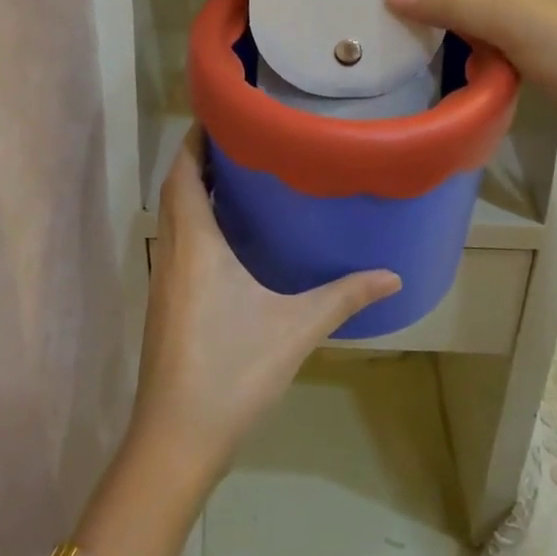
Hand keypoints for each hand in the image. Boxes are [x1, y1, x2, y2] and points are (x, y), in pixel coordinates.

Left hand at [128, 130, 399, 486]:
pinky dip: (195, 224)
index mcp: (194, 243)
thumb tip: (393, 276)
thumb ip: (343, 297)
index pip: (182, 173)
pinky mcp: (165, 305)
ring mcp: (163, 281)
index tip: (221, 116)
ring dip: (194, 193)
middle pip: (174, 190)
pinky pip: (176, 245)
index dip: (194, 140)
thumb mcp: (295, 329)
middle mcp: (171, 252)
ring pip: (172, 219)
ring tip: (238, 179)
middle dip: (198, 161)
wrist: (177, 439)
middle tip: (242, 142)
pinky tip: (228, 240)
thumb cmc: (232, 370)